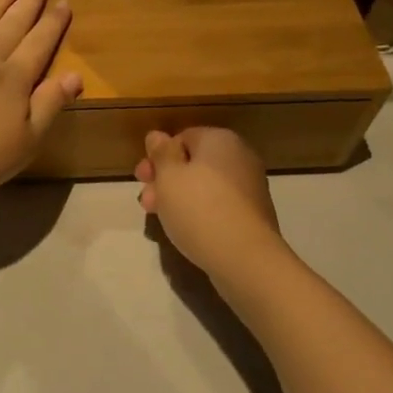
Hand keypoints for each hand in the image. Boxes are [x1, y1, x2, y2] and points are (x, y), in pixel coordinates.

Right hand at [135, 128, 284, 280]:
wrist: (244, 257)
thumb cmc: (199, 209)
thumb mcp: (168, 177)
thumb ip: (161, 153)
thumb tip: (157, 135)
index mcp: (220, 140)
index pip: (182, 137)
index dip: (158, 156)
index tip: (142, 178)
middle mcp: (239, 156)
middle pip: (193, 163)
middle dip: (165, 180)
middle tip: (145, 201)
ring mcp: (249, 187)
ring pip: (204, 186)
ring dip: (177, 198)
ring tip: (158, 218)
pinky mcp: (251, 214)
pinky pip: (217, 205)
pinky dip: (198, 212)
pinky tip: (184, 229)